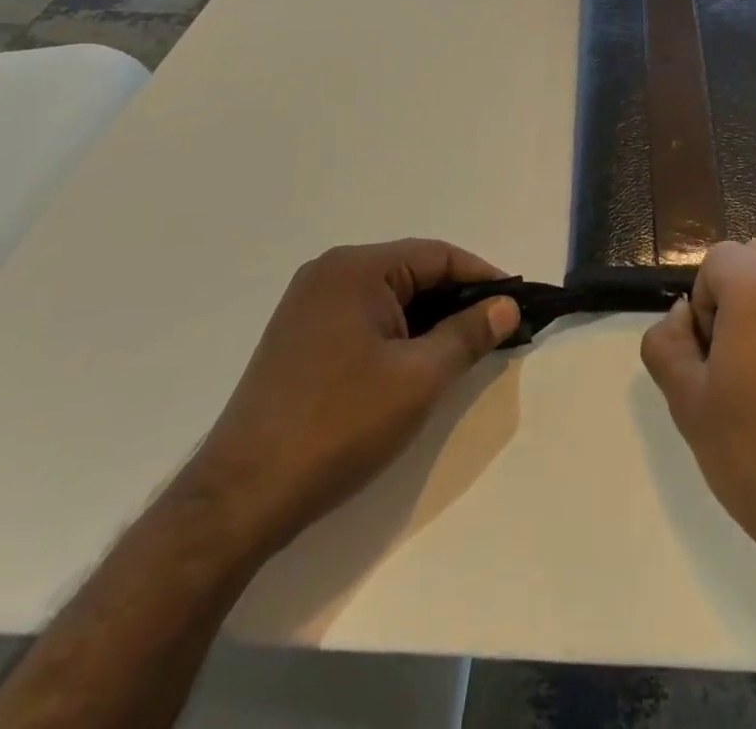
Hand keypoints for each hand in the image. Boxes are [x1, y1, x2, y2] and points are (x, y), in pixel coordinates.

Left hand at [179, 239, 520, 558]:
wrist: (240, 499)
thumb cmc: (339, 427)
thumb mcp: (419, 379)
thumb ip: (468, 334)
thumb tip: (506, 305)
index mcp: (356, 268)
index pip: (437, 256)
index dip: (483, 278)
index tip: (516, 306)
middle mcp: (329, 273)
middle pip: (412, 273)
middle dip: (456, 301)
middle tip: (495, 332)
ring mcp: (308, 305)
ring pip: (389, 298)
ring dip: (428, 320)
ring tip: (462, 352)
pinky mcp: (299, 337)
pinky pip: (364, 318)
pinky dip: (397, 334)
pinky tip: (415, 364)